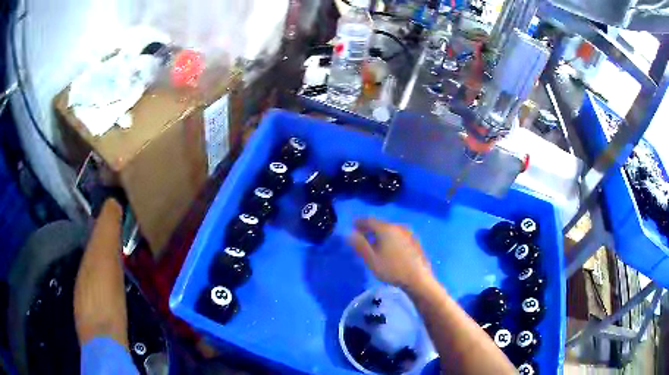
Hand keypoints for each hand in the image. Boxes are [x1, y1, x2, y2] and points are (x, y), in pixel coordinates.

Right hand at [349, 218, 432, 291]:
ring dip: (380, 235)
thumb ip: (359, 245)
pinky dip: (390, 239)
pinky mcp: (415, 242)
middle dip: (369, 229)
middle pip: (380, 225)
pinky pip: (398, 236)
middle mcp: (398, 227)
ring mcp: (409, 234)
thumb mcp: (371, 259)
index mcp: (386, 229)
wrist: (418, 279)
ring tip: (374, 244)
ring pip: (390, 231)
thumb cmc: (392, 269)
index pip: (369, 220)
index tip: (352, 226)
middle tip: (361, 236)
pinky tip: (389, 250)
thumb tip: (350, 234)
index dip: (359, 222)